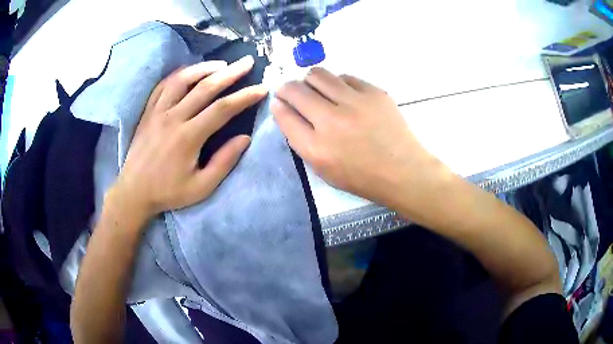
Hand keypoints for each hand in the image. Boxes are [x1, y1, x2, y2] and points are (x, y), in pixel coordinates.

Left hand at [110, 56, 267, 220]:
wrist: (134, 192)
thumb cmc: (168, 192)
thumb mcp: (201, 187)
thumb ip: (223, 162)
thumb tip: (245, 138)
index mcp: (189, 137)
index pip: (222, 109)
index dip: (245, 97)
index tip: (262, 88)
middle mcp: (173, 118)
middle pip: (205, 87)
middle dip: (230, 73)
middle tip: (247, 61)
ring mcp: (158, 112)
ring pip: (182, 80)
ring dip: (204, 68)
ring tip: (221, 63)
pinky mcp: (148, 112)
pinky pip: (163, 86)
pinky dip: (178, 74)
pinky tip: (190, 71)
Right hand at [272, 67, 447, 209]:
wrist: (403, 171)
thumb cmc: (362, 176)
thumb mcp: (324, 169)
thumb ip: (302, 141)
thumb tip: (286, 110)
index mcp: (316, 147)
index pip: (284, 114)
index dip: (278, 104)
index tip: (279, 101)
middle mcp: (331, 121)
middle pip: (296, 90)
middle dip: (287, 88)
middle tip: (293, 92)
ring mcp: (354, 102)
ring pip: (318, 74)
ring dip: (310, 80)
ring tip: (317, 89)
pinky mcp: (374, 92)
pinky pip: (345, 77)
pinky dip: (338, 83)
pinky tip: (344, 94)